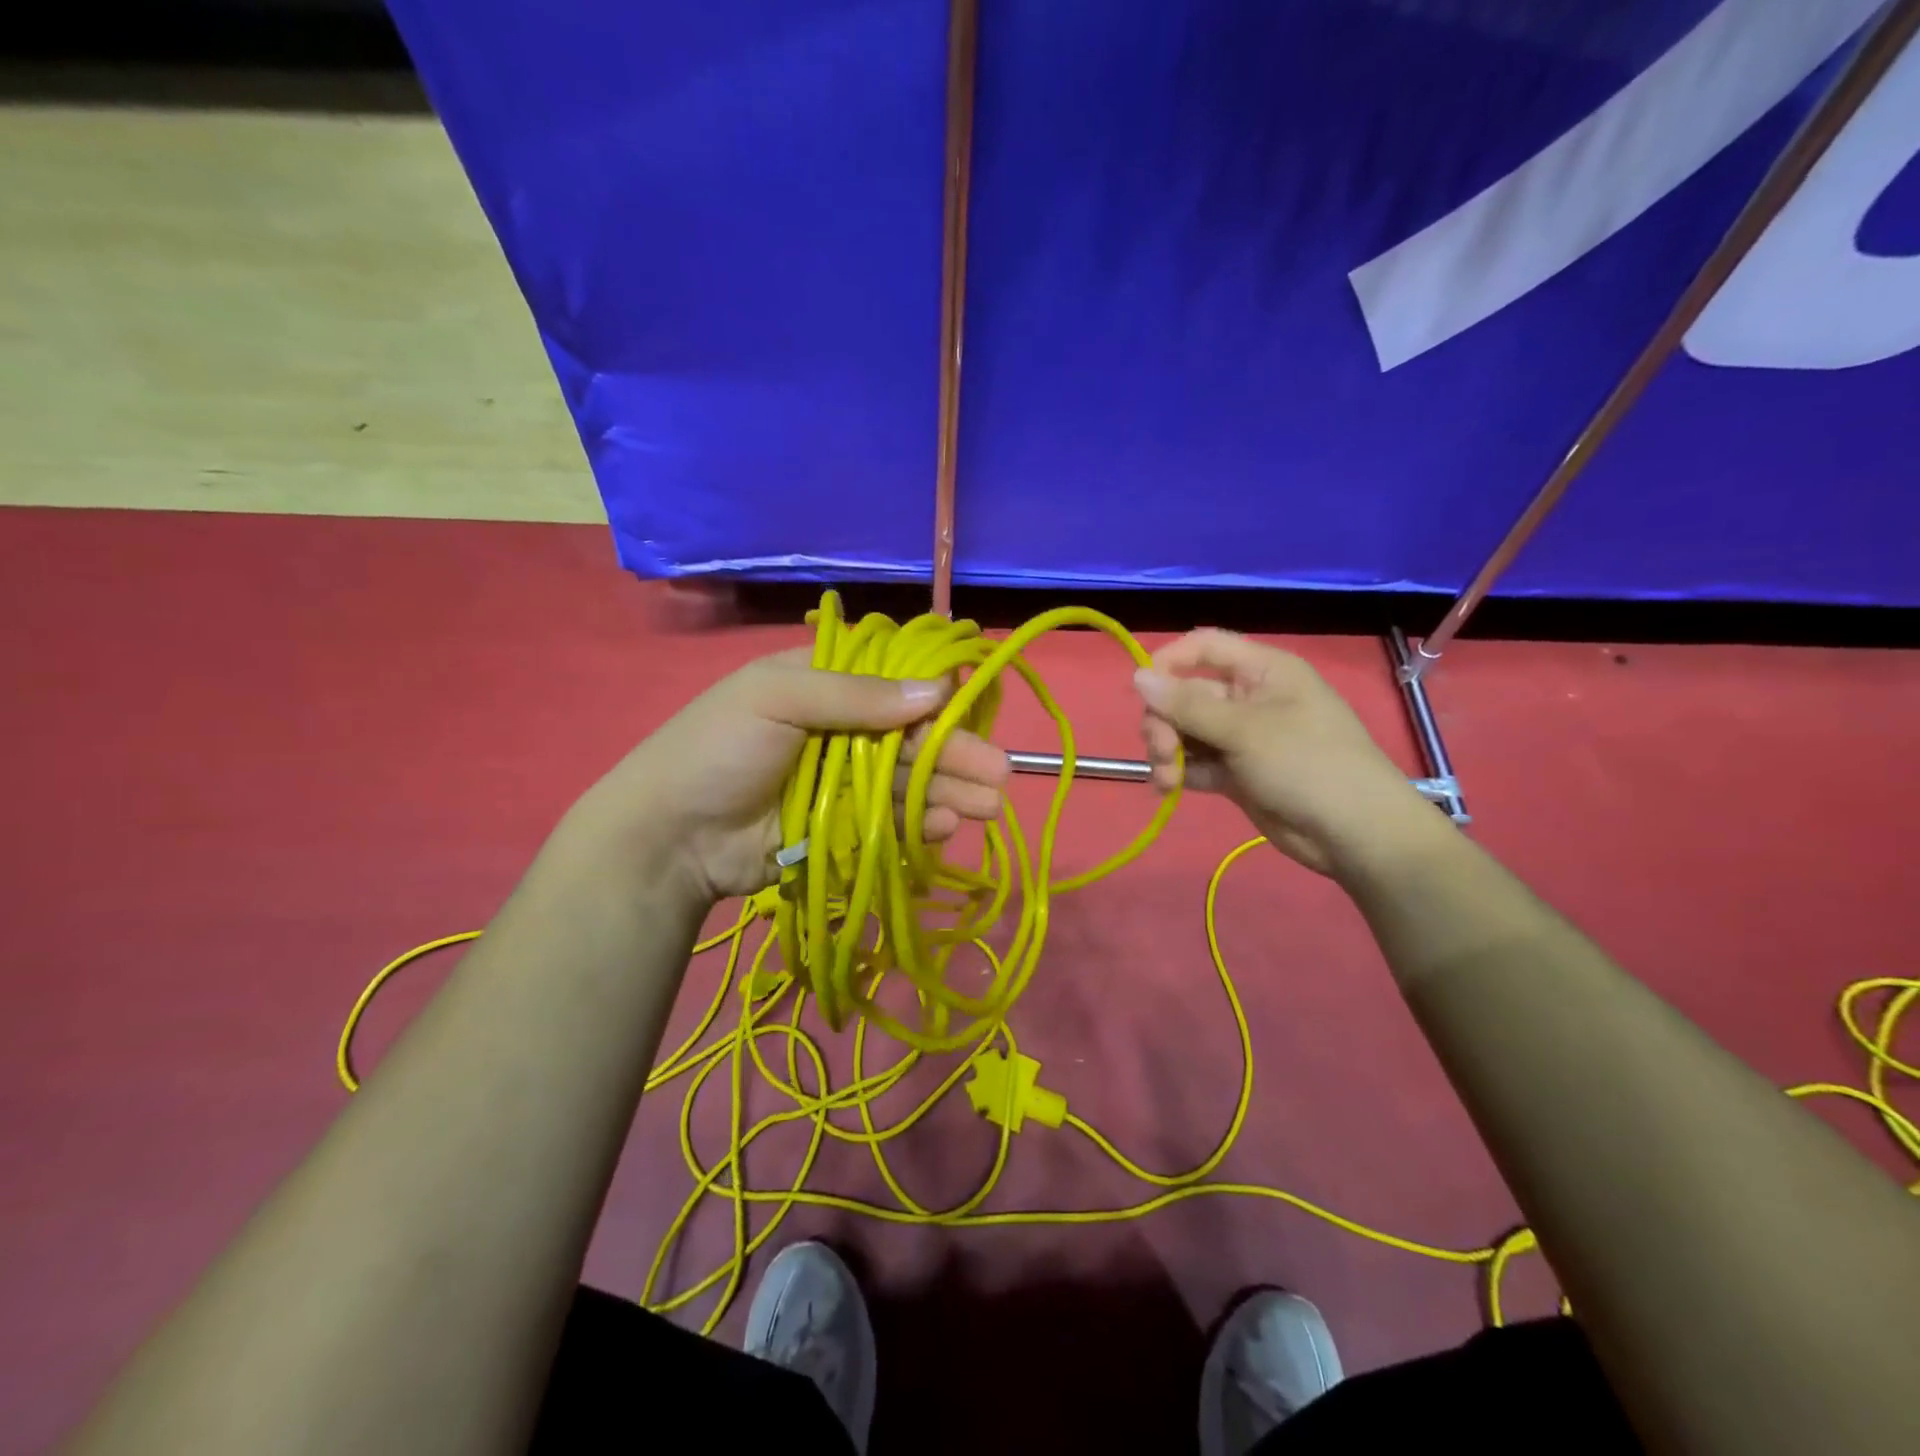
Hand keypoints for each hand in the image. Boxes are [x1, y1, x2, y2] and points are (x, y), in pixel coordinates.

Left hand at [577, 648, 1009, 900]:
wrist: (670, 836)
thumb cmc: (718, 749)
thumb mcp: (777, 698)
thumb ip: (856, 695)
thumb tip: (937, 688)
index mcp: (824, 683)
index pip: (894, 680)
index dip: (936, 695)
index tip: (973, 710)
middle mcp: (842, 727)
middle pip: (911, 736)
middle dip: (956, 754)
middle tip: (1000, 775)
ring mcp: (844, 780)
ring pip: (909, 780)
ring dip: (949, 791)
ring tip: (988, 808)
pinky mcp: (843, 826)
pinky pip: (891, 819)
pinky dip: (919, 823)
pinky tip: (945, 827)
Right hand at [1134, 629, 1442, 877]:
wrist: (1353, 833)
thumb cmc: (1307, 764)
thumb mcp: (1244, 730)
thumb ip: (1187, 705)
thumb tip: (1137, 676)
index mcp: (1262, 671)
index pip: (1204, 647)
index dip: (1169, 662)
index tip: (1142, 690)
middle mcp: (1249, 698)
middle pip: (1187, 694)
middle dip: (1165, 722)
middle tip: (1161, 751)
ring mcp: (1242, 737)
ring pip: (1186, 731)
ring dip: (1168, 751)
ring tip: (1167, 778)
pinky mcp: (1236, 772)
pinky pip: (1196, 762)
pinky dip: (1179, 772)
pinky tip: (1169, 788)